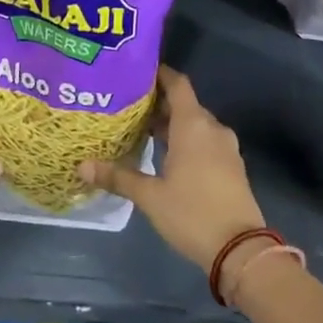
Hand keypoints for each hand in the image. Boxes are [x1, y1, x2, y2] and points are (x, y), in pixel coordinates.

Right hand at [78, 66, 266, 270]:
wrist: (240, 248)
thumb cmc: (192, 213)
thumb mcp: (150, 197)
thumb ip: (118, 177)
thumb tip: (82, 166)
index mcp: (193, 125)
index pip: (177, 84)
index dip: (159, 75)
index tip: (137, 73)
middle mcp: (212, 128)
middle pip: (185, 104)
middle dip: (159, 103)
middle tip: (128, 107)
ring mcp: (226, 147)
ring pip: (195, 124)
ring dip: (172, 124)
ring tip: (141, 131)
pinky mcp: (231, 165)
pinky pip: (205, 141)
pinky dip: (186, 140)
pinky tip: (165, 156)